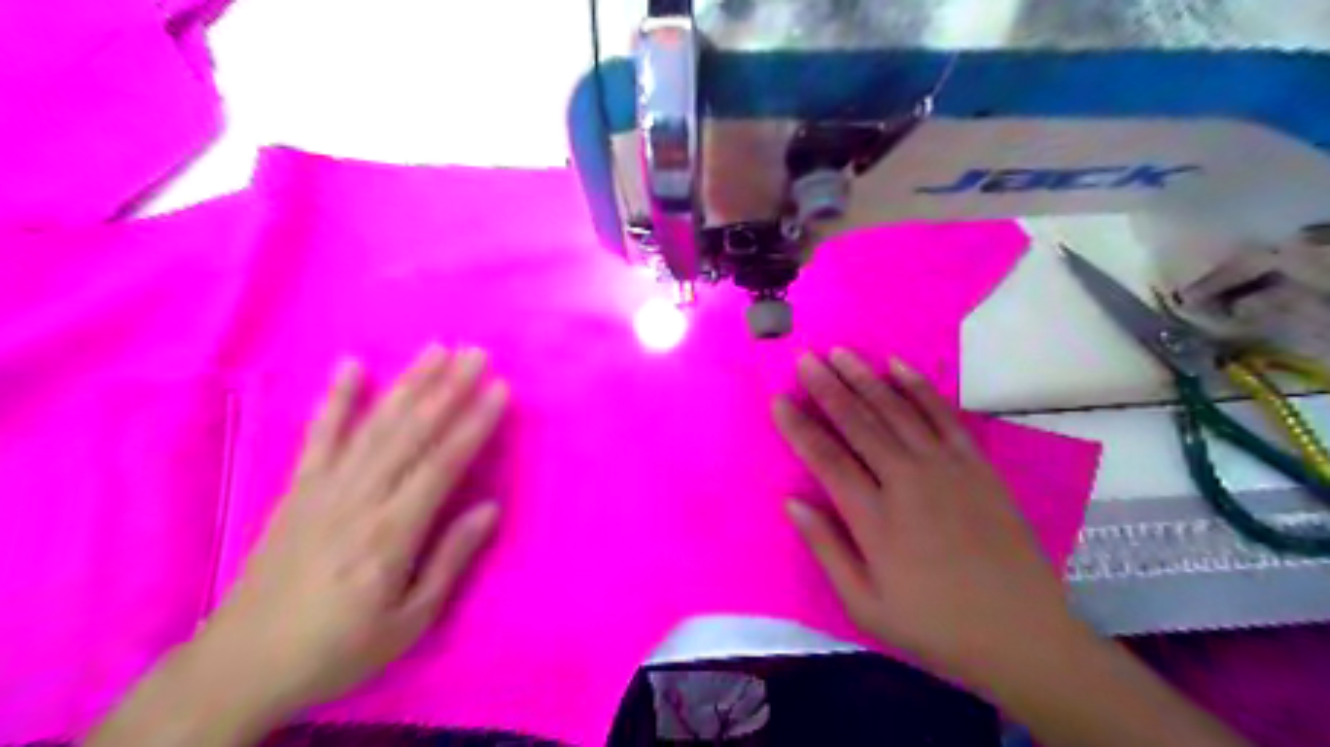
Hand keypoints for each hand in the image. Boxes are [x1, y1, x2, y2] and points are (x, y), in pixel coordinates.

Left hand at [200, 346, 510, 715]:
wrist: (241, 665)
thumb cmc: (339, 647)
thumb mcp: (410, 620)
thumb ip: (450, 559)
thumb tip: (489, 508)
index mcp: (391, 533)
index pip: (442, 464)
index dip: (474, 423)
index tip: (499, 389)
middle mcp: (359, 499)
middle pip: (411, 432)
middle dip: (449, 388)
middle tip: (477, 353)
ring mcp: (324, 488)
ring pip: (374, 425)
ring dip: (408, 383)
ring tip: (436, 350)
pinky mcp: (298, 489)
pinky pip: (319, 436)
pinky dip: (335, 399)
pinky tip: (351, 366)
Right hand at [777, 349, 1073, 687]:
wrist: (1022, 634)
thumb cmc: (935, 626)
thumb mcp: (865, 605)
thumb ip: (826, 549)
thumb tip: (791, 503)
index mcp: (874, 518)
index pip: (825, 459)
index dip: (798, 427)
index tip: (778, 400)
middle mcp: (907, 481)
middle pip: (858, 423)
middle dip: (827, 388)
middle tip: (805, 359)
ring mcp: (946, 468)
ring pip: (896, 410)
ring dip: (865, 378)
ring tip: (840, 353)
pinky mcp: (977, 465)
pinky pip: (943, 415)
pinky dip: (919, 387)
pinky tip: (898, 366)